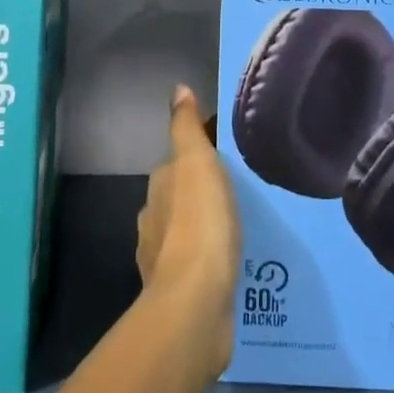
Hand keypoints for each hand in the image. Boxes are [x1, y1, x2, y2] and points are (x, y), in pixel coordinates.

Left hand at [135, 86, 240, 377]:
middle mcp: (154, 219)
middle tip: (239, 194)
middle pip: (179, 198)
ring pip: (186, 233)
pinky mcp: (179, 293)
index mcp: (159, 186)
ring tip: (238, 229)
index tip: (228, 159)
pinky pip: (197, 267)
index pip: (177, 162)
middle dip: (202, 195)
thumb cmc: (199, 223)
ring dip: (205, 230)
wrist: (194, 304)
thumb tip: (178, 88)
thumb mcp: (197, 162)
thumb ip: (186, 127)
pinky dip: (208, 262)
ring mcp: (163, 259)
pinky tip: (230, 265)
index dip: (199, 157)